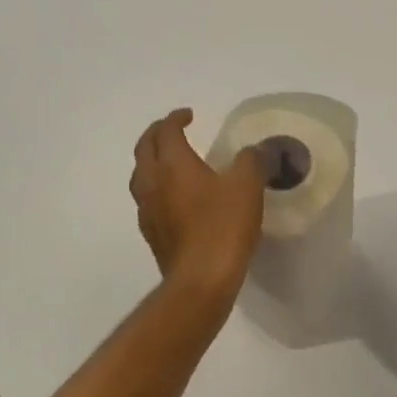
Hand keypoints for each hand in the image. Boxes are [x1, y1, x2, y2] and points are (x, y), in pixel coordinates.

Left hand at [130, 108, 263, 304]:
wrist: (201, 281)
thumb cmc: (223, 226)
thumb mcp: (247, 186)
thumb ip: (251, 160)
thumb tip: (255, 150)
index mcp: (172, 164)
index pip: (166, 131)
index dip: (176, 118)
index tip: (189, 115)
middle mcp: (152, 182)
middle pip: (144, 148)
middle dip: (157, 134)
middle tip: (173, 130)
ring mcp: (147, 210)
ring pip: (141, 175)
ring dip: (153, 161)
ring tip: (171, 161)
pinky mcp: (152, 234)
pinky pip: (148, 199)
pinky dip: (157, 187)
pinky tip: (175, 198)